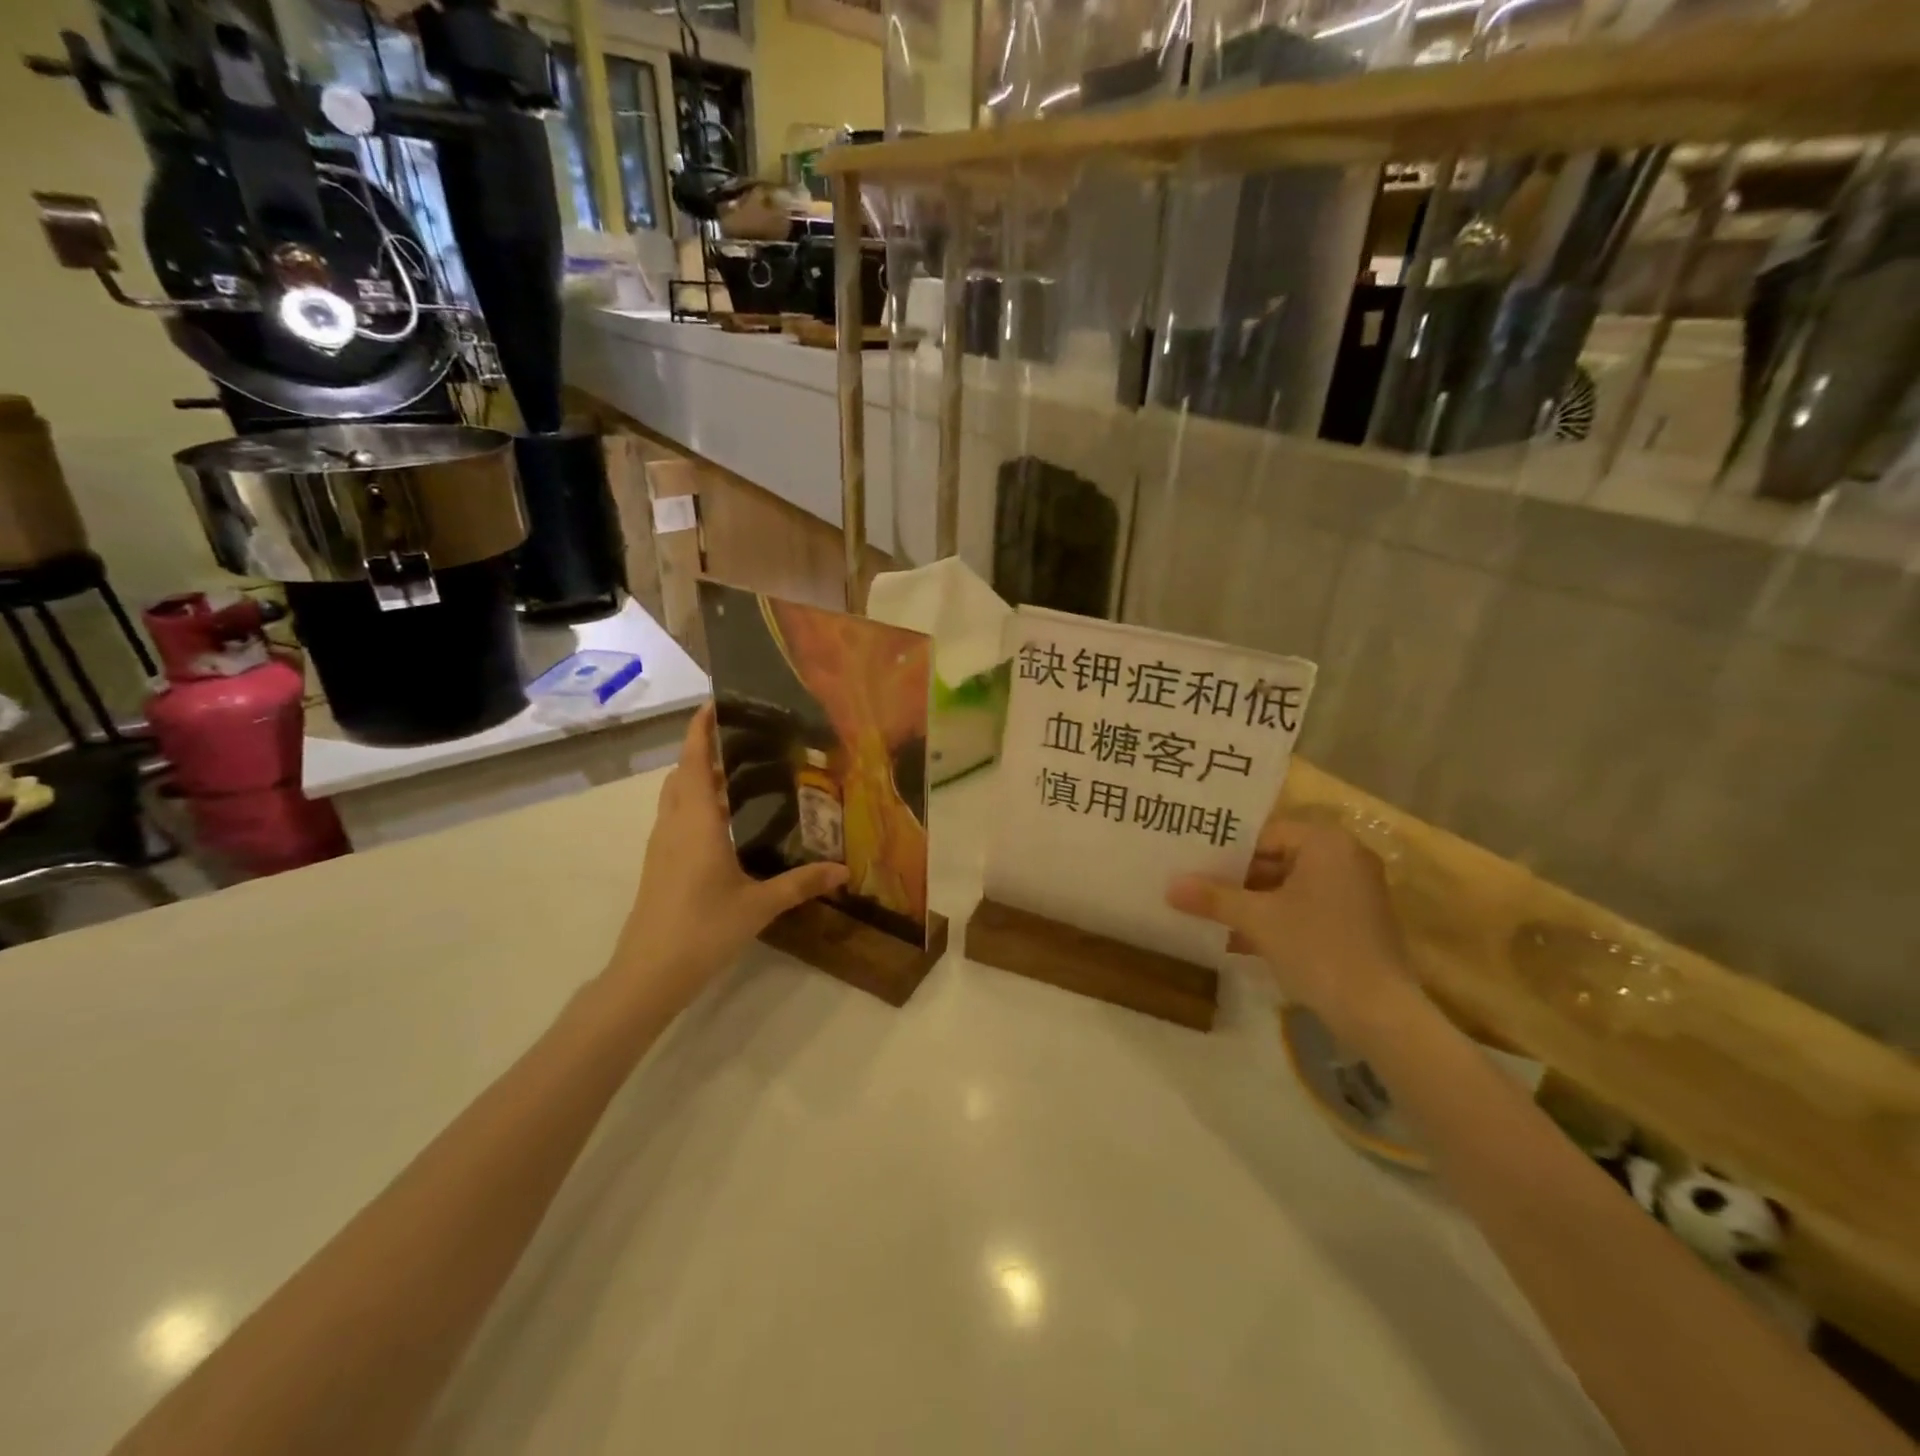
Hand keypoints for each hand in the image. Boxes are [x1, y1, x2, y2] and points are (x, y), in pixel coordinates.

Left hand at [608, 703, 847, 1005]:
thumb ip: (802, 883)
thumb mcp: (759, 905)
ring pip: (676, 796)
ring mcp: (662, 845)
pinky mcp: (659, 864)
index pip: (696, 761)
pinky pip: (676, 818)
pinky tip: (725, 823)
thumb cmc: (703, 929)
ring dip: (699, 777)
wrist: (648, 974)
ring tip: (741, 775)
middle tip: (746, 740)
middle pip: (683, 773)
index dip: (701, 728)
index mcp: (697, 822)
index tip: (716, 702)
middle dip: (706, 750)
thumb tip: (844, 871)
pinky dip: (696, 804)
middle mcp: (675, 824)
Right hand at [1166, 818, 1414, 1047]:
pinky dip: (1274, 921)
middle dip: (1235, 879)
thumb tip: (1169, 886)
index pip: (1264, 834)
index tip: (1192, 864)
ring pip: (1287, 887)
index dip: (1225, 850)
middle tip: (1193, 887)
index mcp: (1326, 843)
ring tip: (1206, 913)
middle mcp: (1344, 858)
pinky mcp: (1354, 923)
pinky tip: (1236, 940)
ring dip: (1250, 903)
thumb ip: (1213, 898)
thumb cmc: (1317, 948)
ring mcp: (1352, 892)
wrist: (1379, 1014)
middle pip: (1276, 859)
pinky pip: (1304, 909)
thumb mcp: (1257, 920)